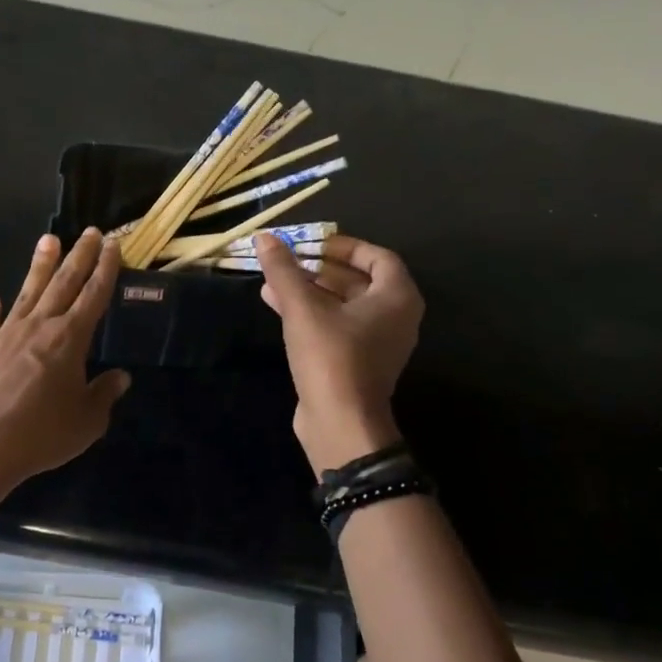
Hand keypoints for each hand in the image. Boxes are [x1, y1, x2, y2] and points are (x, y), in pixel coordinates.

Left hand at [0, 229, 130, 518]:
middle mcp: (40, 327)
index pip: (94, 295)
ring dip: (40, 266)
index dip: (105, 269)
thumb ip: (104, 394)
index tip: (112, 245)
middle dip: (79, 256)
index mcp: (70, 339)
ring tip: (48, 240)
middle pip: (63, 283)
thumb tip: (120, 378)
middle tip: (90, 232)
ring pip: (28, 293)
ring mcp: (7, 335)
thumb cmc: (42, 433)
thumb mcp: (87, 421)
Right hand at [254, 232, 422, 475]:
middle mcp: (395, 318)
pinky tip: (276, 305)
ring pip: (344, 305)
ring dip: (311, 290)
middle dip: (321, 268)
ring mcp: (378, 343)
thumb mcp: (303, 308)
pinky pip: (337, 326)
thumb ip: (284, 271)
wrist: (340, 424)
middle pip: (359, 281)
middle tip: (289, 260)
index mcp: (397, 298)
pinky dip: (312, 313)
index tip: (314, 243)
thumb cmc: (331, 356)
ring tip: (274, 280)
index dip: (345, 247)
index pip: (378, 257)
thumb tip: (264, 238)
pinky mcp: (358, 363)